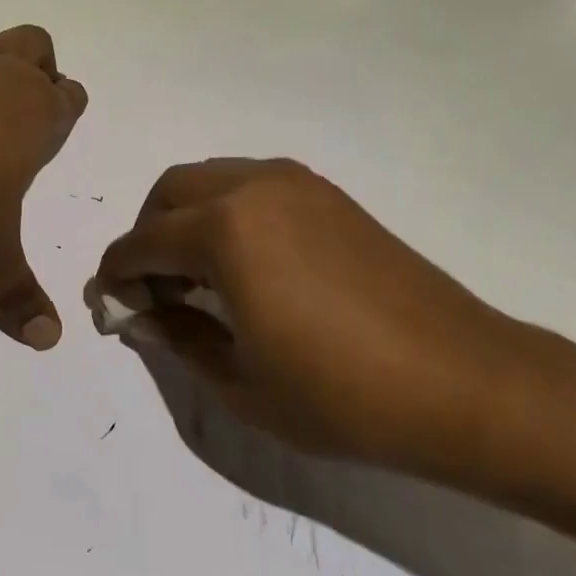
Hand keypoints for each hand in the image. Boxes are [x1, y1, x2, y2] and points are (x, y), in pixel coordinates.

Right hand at [91, 158, 540, 473]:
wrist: (464, 383)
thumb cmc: (341, 396)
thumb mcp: (240, 383)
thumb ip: (176, 338)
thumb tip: (139, 315)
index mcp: (224, 230)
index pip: (141, 243)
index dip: (117, 276)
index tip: (112, 307)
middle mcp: (252, 188)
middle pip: (169, 193)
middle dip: (146, 236)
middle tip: (154, 290)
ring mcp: (294, 184)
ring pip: (210, 180)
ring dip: (185, 218)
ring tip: (198, 277)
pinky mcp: (326, 193)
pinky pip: (250, 185)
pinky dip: (226, 212)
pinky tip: (245, 263)